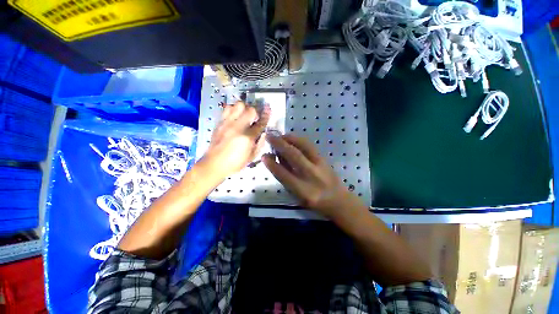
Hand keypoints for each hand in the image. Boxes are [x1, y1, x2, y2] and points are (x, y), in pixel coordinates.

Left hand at [201, 102, 269, 179]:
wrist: (213, 164)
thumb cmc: (235, 163)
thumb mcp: (252, 157)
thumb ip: (260, 144)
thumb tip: (264, 133)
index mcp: (247, 138)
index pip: (260, 123)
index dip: (266, 115)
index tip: (269, 109)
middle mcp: (238, 127)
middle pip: (250, 110)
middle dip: (256, 111)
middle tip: (256, 117)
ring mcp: (227, 123)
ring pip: (238, 105)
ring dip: (244, 108)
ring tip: (244, 115)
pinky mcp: (219, 122)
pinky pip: (227, 108)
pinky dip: (233, 109)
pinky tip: (235, 116)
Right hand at [262, 133, 357, 216]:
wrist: (338, 200)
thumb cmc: (314, 201)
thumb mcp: (297, 195)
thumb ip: (286, 178)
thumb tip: (275, 160)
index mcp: (303, 190)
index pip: (283, 174)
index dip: (272, 164)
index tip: (263, 156)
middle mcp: (312, 176)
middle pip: (294, 156)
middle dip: (279, 144)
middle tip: (269, 137)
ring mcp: (320, 165)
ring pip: (303, 146)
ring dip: (290, 138)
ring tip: (280, 136)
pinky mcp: (324, 159)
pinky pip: (309, 145)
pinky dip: (299, 139)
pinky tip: (292, 138)